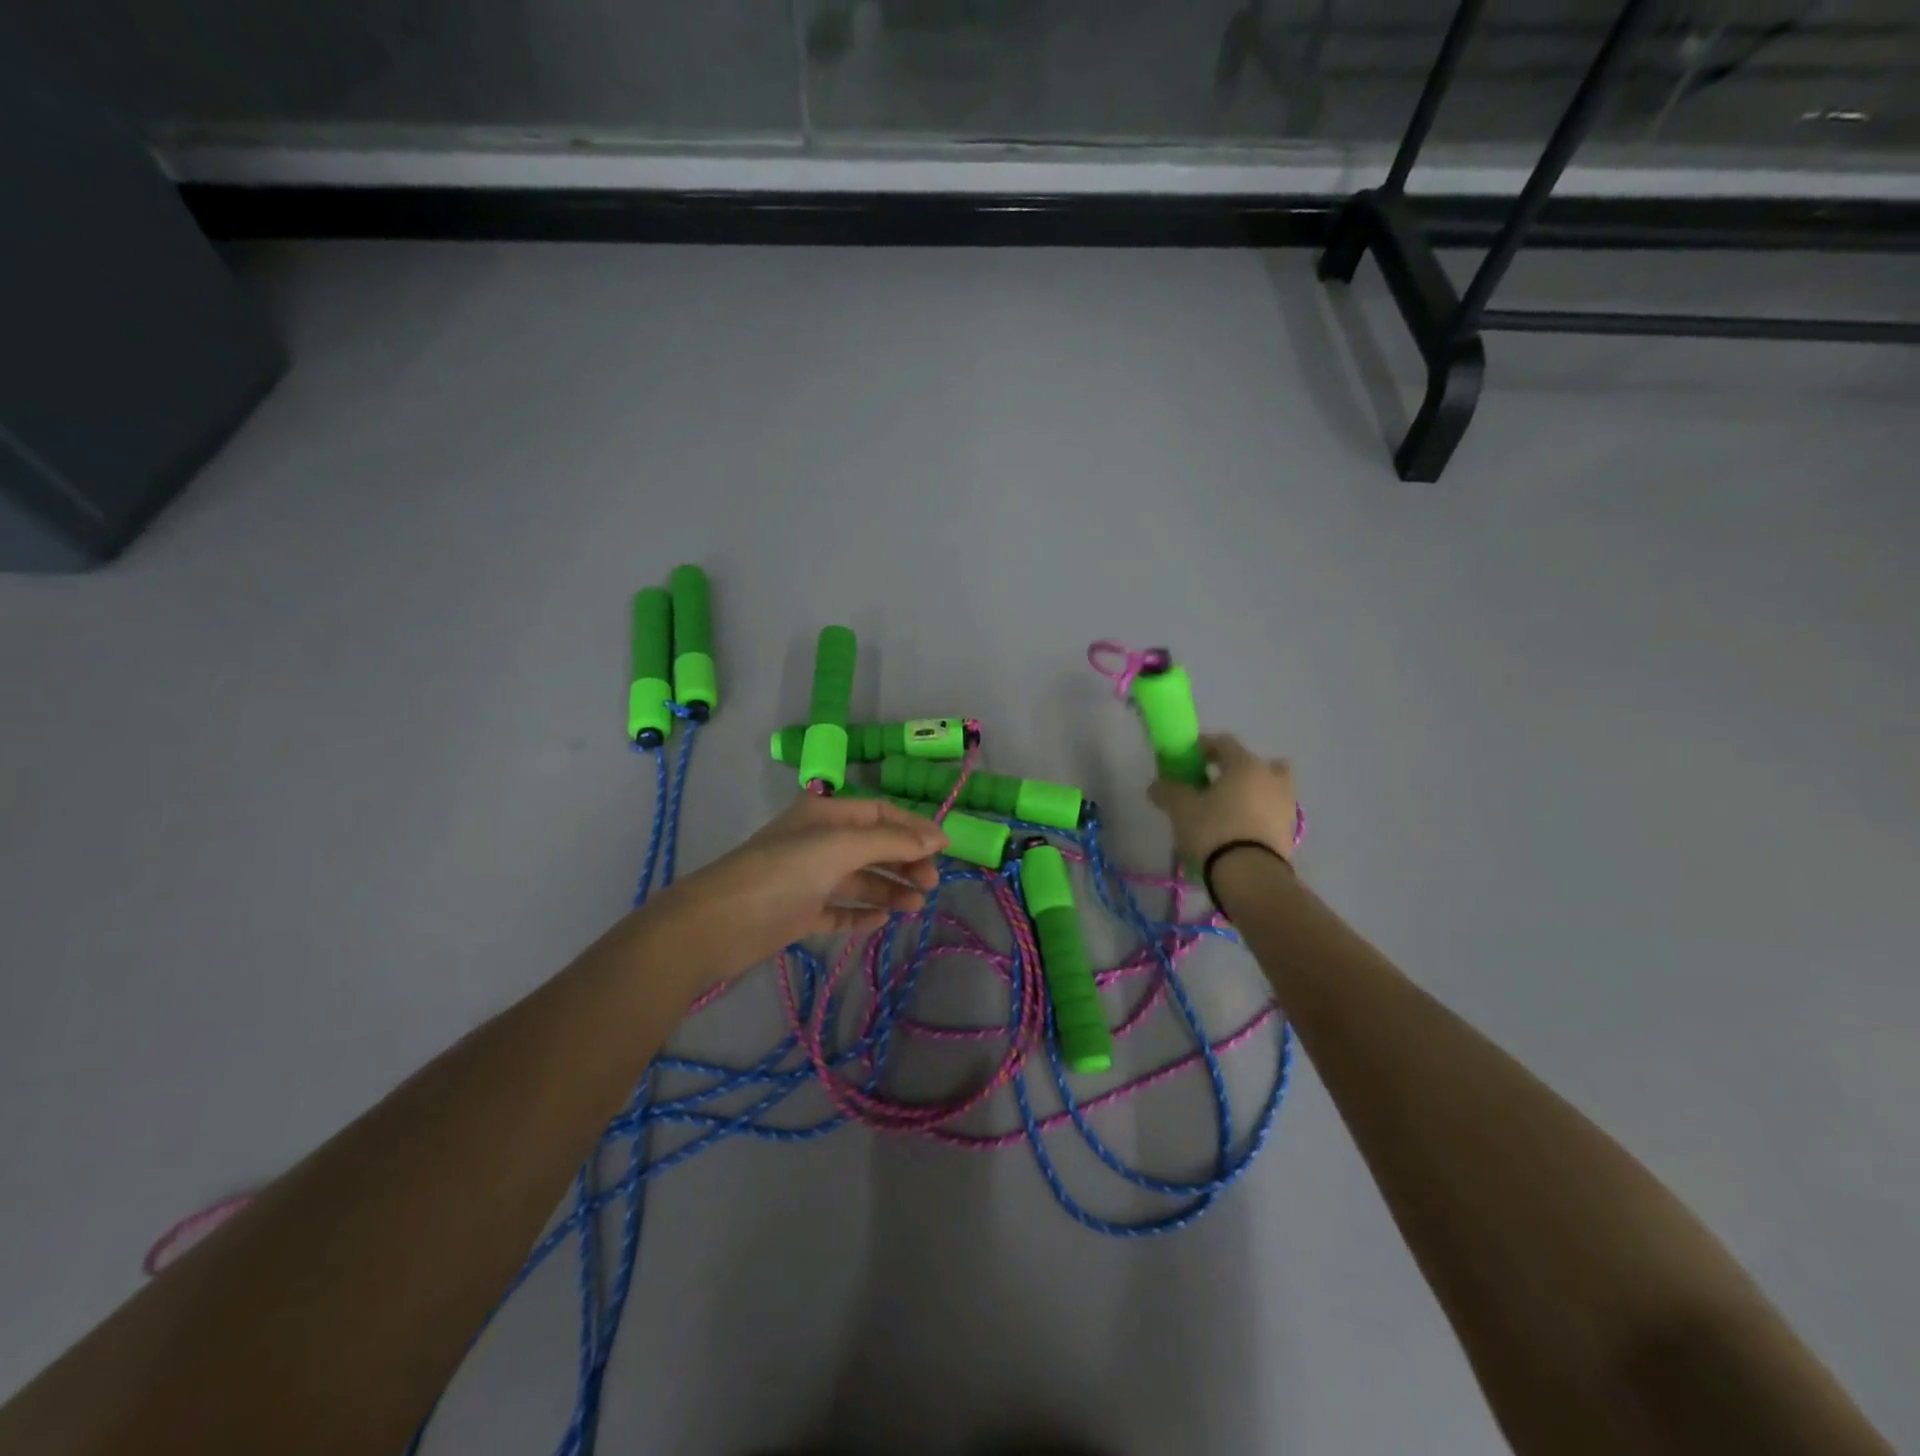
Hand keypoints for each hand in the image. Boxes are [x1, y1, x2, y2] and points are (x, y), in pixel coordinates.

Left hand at [660, 793, 947, 977]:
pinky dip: (862, 914)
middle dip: (905, 862)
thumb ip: (892, 840)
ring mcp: (809, 879)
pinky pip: (841, 910)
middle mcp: (819, 841)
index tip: (945, 851)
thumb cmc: (783, 872)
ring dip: (890, 890)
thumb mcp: (840, 846)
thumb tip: (939, 837)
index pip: (881, 813)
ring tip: (915, 907)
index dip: (914, 828)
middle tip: (930, 886)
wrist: (719, 923)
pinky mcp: (800, 913)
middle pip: (874, 847)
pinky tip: (883, 921)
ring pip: (861, 880)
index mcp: (826, 814)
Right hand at [1148, 734, 1297, 866]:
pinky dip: (1256, 812)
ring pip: (1267, 786)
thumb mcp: (1181, 809)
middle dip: (1232, 768)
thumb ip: (1168, 791)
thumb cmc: (1214, 830)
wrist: (1250, 876)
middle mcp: (1271, 777)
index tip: (1187, 757)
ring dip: (1249, 790)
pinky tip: (1236, 828)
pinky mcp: (1289, 831)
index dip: (1203, 745)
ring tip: (1225, 808)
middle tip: (1210, 782)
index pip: (1224, 742)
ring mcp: (1285, 804)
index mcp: (1246, 764)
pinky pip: (1270, 810)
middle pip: (1252, 763)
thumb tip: (1157, 785)